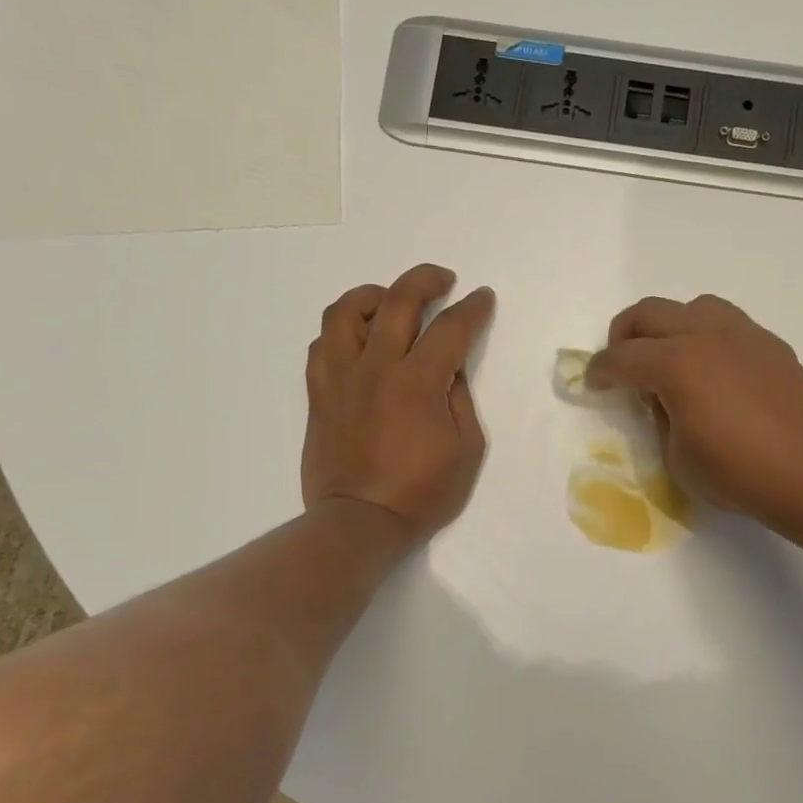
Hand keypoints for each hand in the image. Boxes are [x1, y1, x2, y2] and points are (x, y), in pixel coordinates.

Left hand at [303, 264, 495, 544]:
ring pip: (346, 312)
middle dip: (426, 280)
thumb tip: (450, 369)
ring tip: (390, 302)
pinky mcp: (319, 393)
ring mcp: (341, 378)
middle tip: (443, 281)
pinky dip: (342, 330)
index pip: (451, 328)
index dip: (472, 308)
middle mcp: (376, 368)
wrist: (360, 522)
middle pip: (397, 300)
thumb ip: (461, 400)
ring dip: (373, 295)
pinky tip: (358, 340)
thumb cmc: (421, 493)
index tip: (482, 297)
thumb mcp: (467, 451)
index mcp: (418, 383)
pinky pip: (322, 344)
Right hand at [587, 295, 802, 534]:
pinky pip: (727, 324)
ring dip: (669, 326)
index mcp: (676, 364)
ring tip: (670, 358)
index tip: (592, 384)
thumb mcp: (678, 457)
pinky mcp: (771, 345)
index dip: (599, 371)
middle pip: (649, 313)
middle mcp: (706, 335)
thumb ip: (661, 419)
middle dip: (624, 335)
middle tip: (621, 364)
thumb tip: (663, 400)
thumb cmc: (739, 473)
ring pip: (692, 306)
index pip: (621, 358)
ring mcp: (743, 334)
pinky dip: (707, 337)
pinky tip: (714, 371)